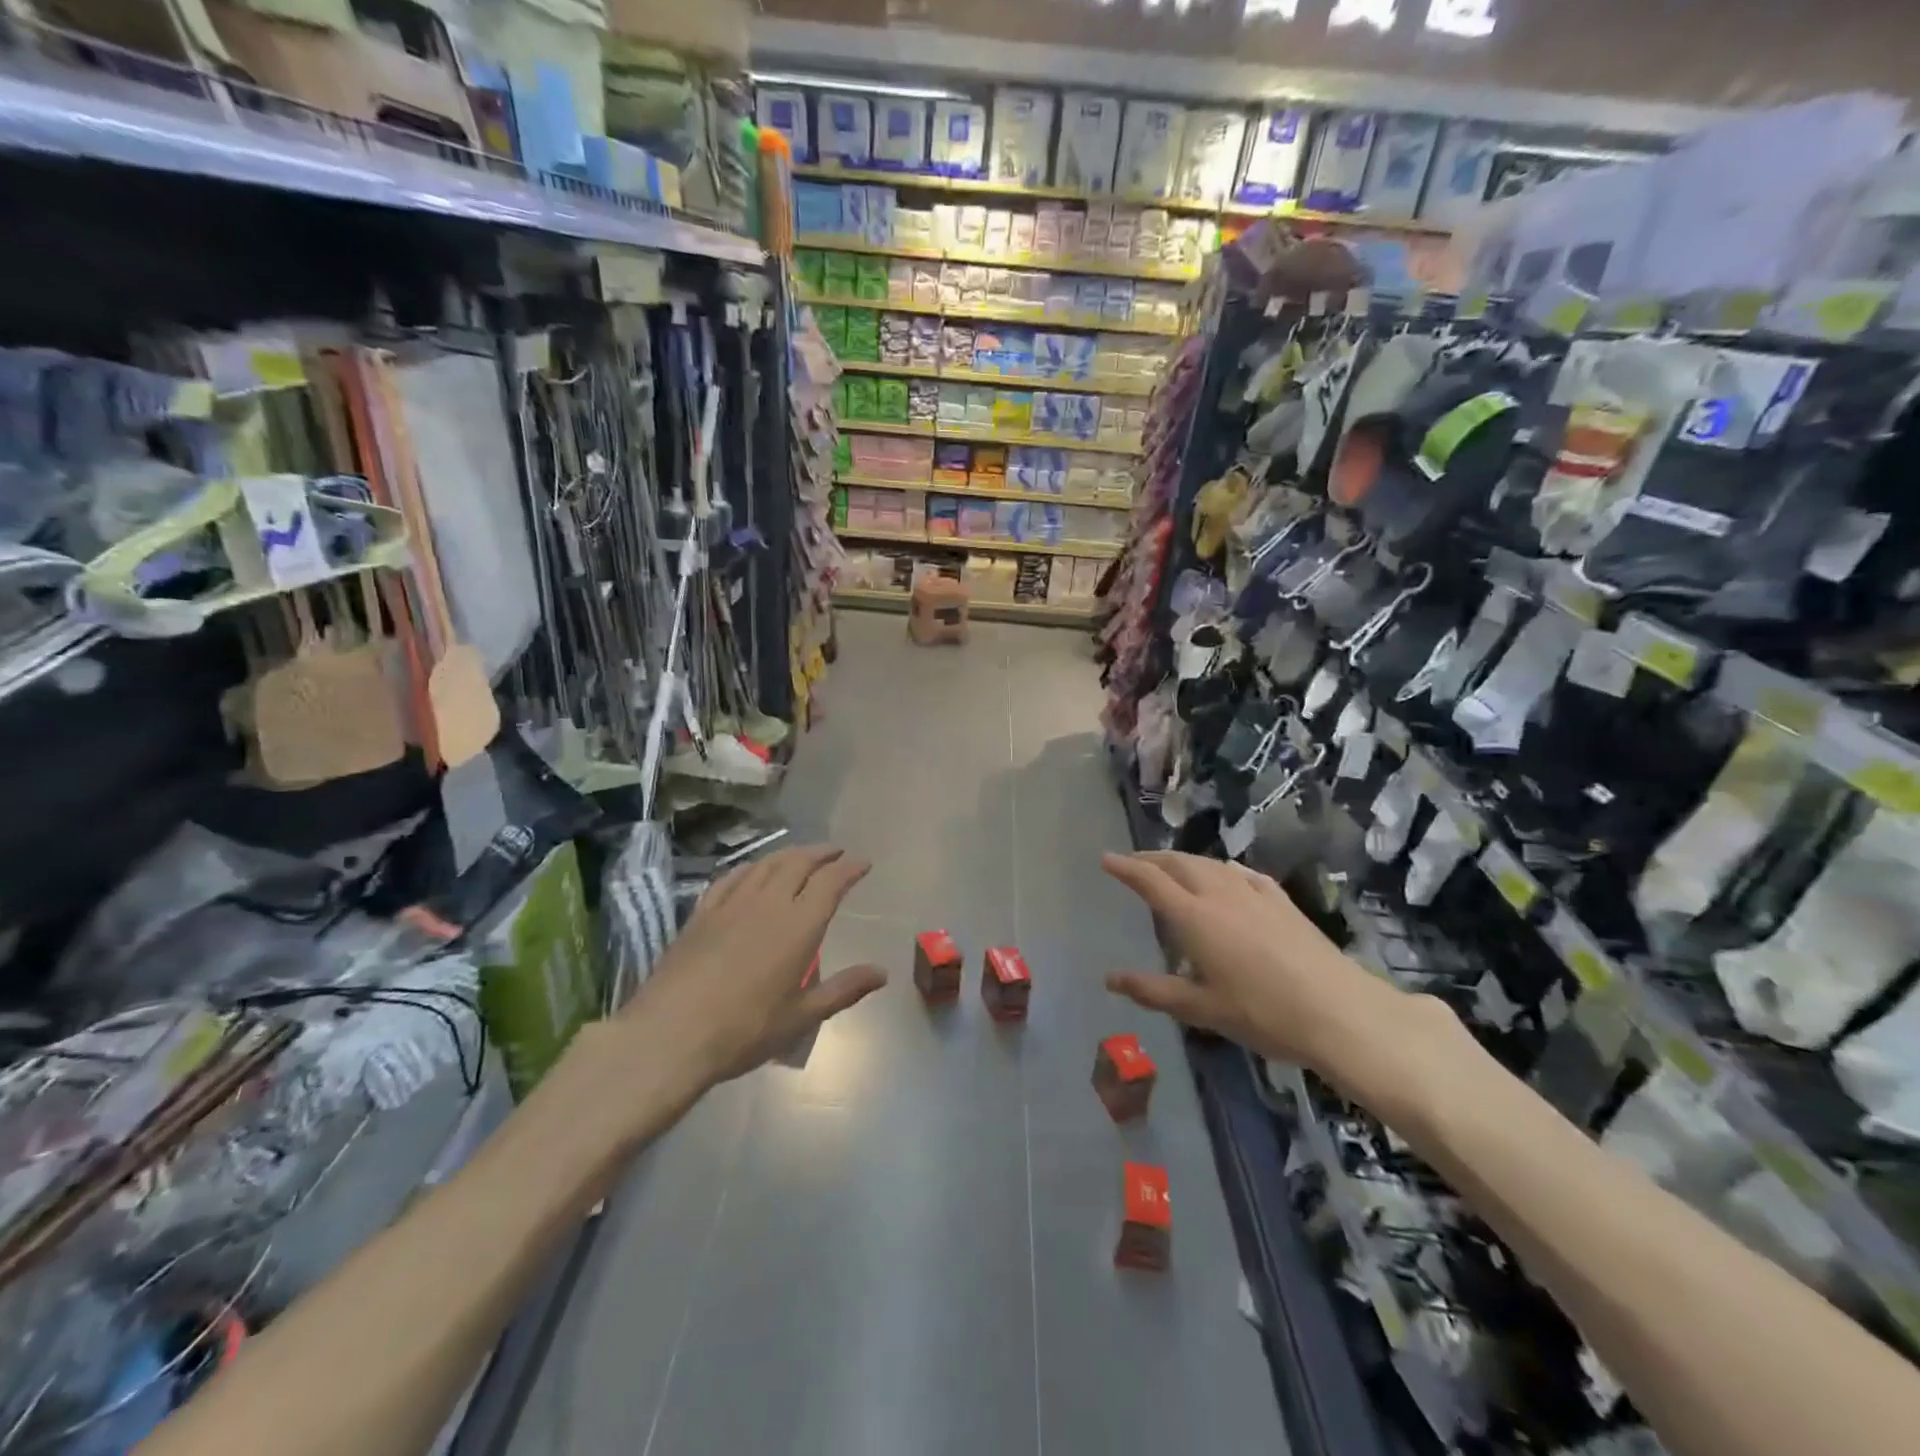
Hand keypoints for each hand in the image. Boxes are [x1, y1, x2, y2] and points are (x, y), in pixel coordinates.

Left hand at [623, 845, 887, 1085]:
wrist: (671, 1034)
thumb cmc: (744, 1030)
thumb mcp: (801, 1017)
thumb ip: (844, 990)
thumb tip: (882, 973)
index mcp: (799, 925)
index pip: (831, 881)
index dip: (850, 867)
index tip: (863, 863)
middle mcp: (769, 903)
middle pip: (799, 862)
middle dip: (822, 853)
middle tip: (836, 853)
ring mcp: (732, 903)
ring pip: (766, 864)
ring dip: (789, 854)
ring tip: (802, 856)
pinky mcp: (702, 912)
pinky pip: (732, 877)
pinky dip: (751, 867)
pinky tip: (753, 871)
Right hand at [1101, 851, 1421, 1091]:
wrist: (1338, 1011)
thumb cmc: (1262, 1013)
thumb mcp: (1201, 1009)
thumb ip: (1153, 991)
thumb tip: (1109, 979)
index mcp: (1194, 917)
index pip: (1150, 881)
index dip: (1125, 868)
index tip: (1106, 859)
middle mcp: (1220, 894)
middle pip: (1179, 864)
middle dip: (1152, 859)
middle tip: (1134, 863)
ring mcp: (1254, 894)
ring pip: (1210, 864)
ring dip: (1184, 860)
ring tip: (1172, 867)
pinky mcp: (1282, 901)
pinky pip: (1242, 873)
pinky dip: (1222, 868)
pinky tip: (1226, 873)